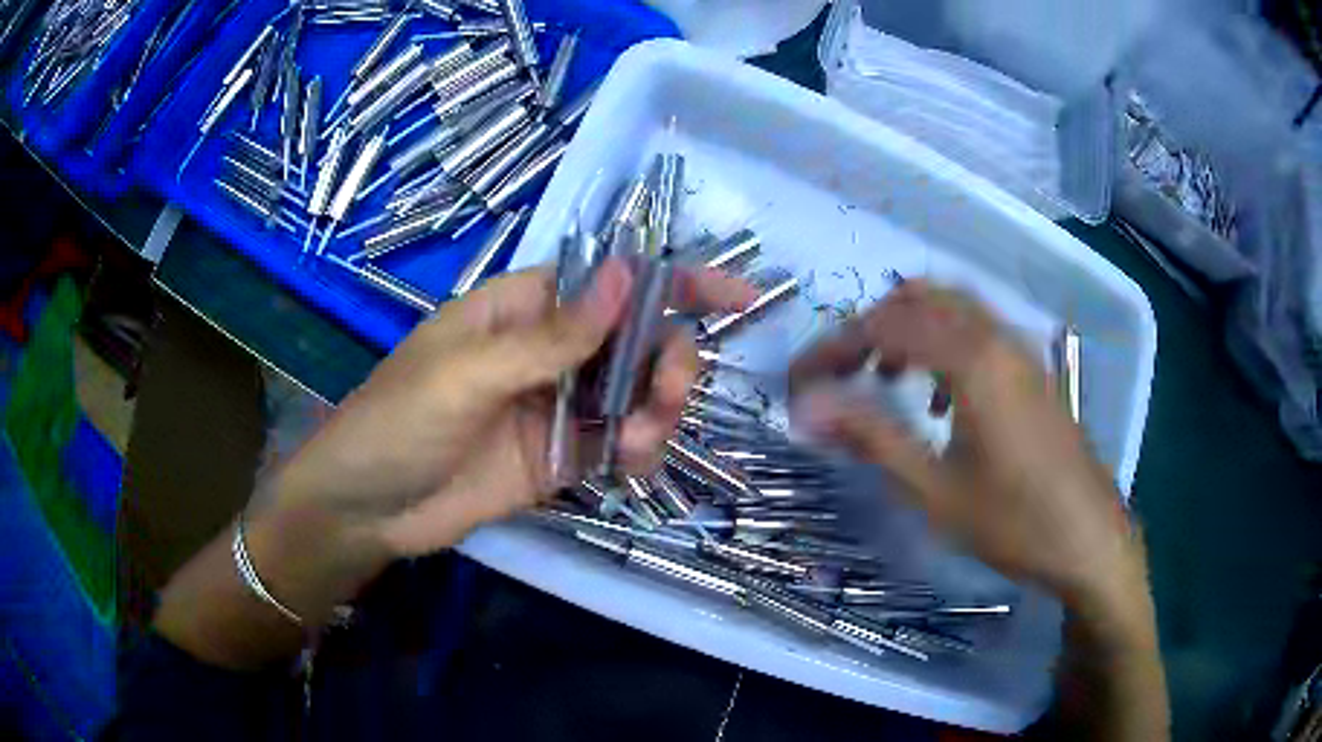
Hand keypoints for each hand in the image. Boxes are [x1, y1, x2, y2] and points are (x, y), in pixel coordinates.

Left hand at [268, 259, 754, 560]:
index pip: (610, 282)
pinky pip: (619, 445)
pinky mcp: (560, 457)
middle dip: (668, 362)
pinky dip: (638, 452)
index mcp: (523, 310)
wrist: (366, 510)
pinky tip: (627, 466)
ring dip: (656, 413)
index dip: (674, 281)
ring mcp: (556, 406)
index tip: (737, 296)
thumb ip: (551, 336)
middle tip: (666, 396)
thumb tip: (629, 272)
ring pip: (637, 395)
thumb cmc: (397, 423)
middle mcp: (549, 351)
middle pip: (638, 339)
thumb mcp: (467, 374)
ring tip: (634, 446)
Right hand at [791, 281, 1138, 605]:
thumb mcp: (934, 488)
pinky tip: (940, 398)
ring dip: (908, 330)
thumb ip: (871, 437)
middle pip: (918, 299)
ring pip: (951, 308)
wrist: (1089, 538)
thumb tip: (808, 408)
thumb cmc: (1012, 520)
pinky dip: (943, 343)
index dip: (833, 349)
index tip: (799, 383)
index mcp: (970, 359)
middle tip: (841, 374)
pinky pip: (977, 330)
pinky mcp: (1032, 369)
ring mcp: (1019, 349)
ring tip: (884, 379)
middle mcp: (995, 337)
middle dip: (870, 328)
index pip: (884, 328)